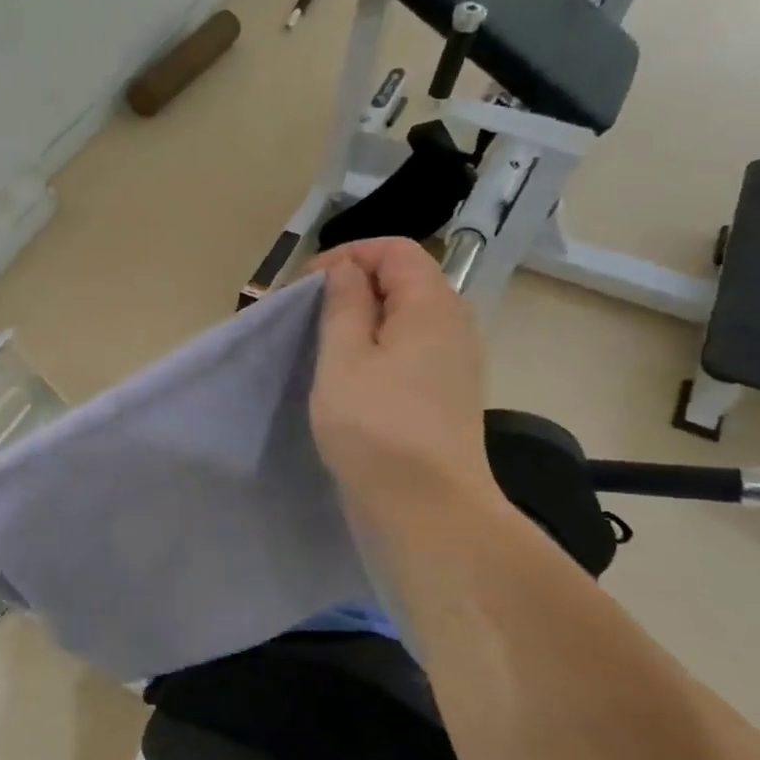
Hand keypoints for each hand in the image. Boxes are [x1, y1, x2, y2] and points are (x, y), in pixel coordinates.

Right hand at [308, 238, 500, 539]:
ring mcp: (454, 364)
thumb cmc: (376, 426)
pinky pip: (409, 351)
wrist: (426, 509)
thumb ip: (344, 304)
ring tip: (321, 345)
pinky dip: (377, 350)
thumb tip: (347, 270)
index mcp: (432, 306)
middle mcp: (453, 326)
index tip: (306, 286)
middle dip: (353, 286)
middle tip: (308, 315)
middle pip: (404, 281)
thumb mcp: (345, 358)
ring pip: (405, 319)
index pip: (396, 250)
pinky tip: (348, 378)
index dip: (348, 256)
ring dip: (362, 321)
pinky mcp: (444, 396)